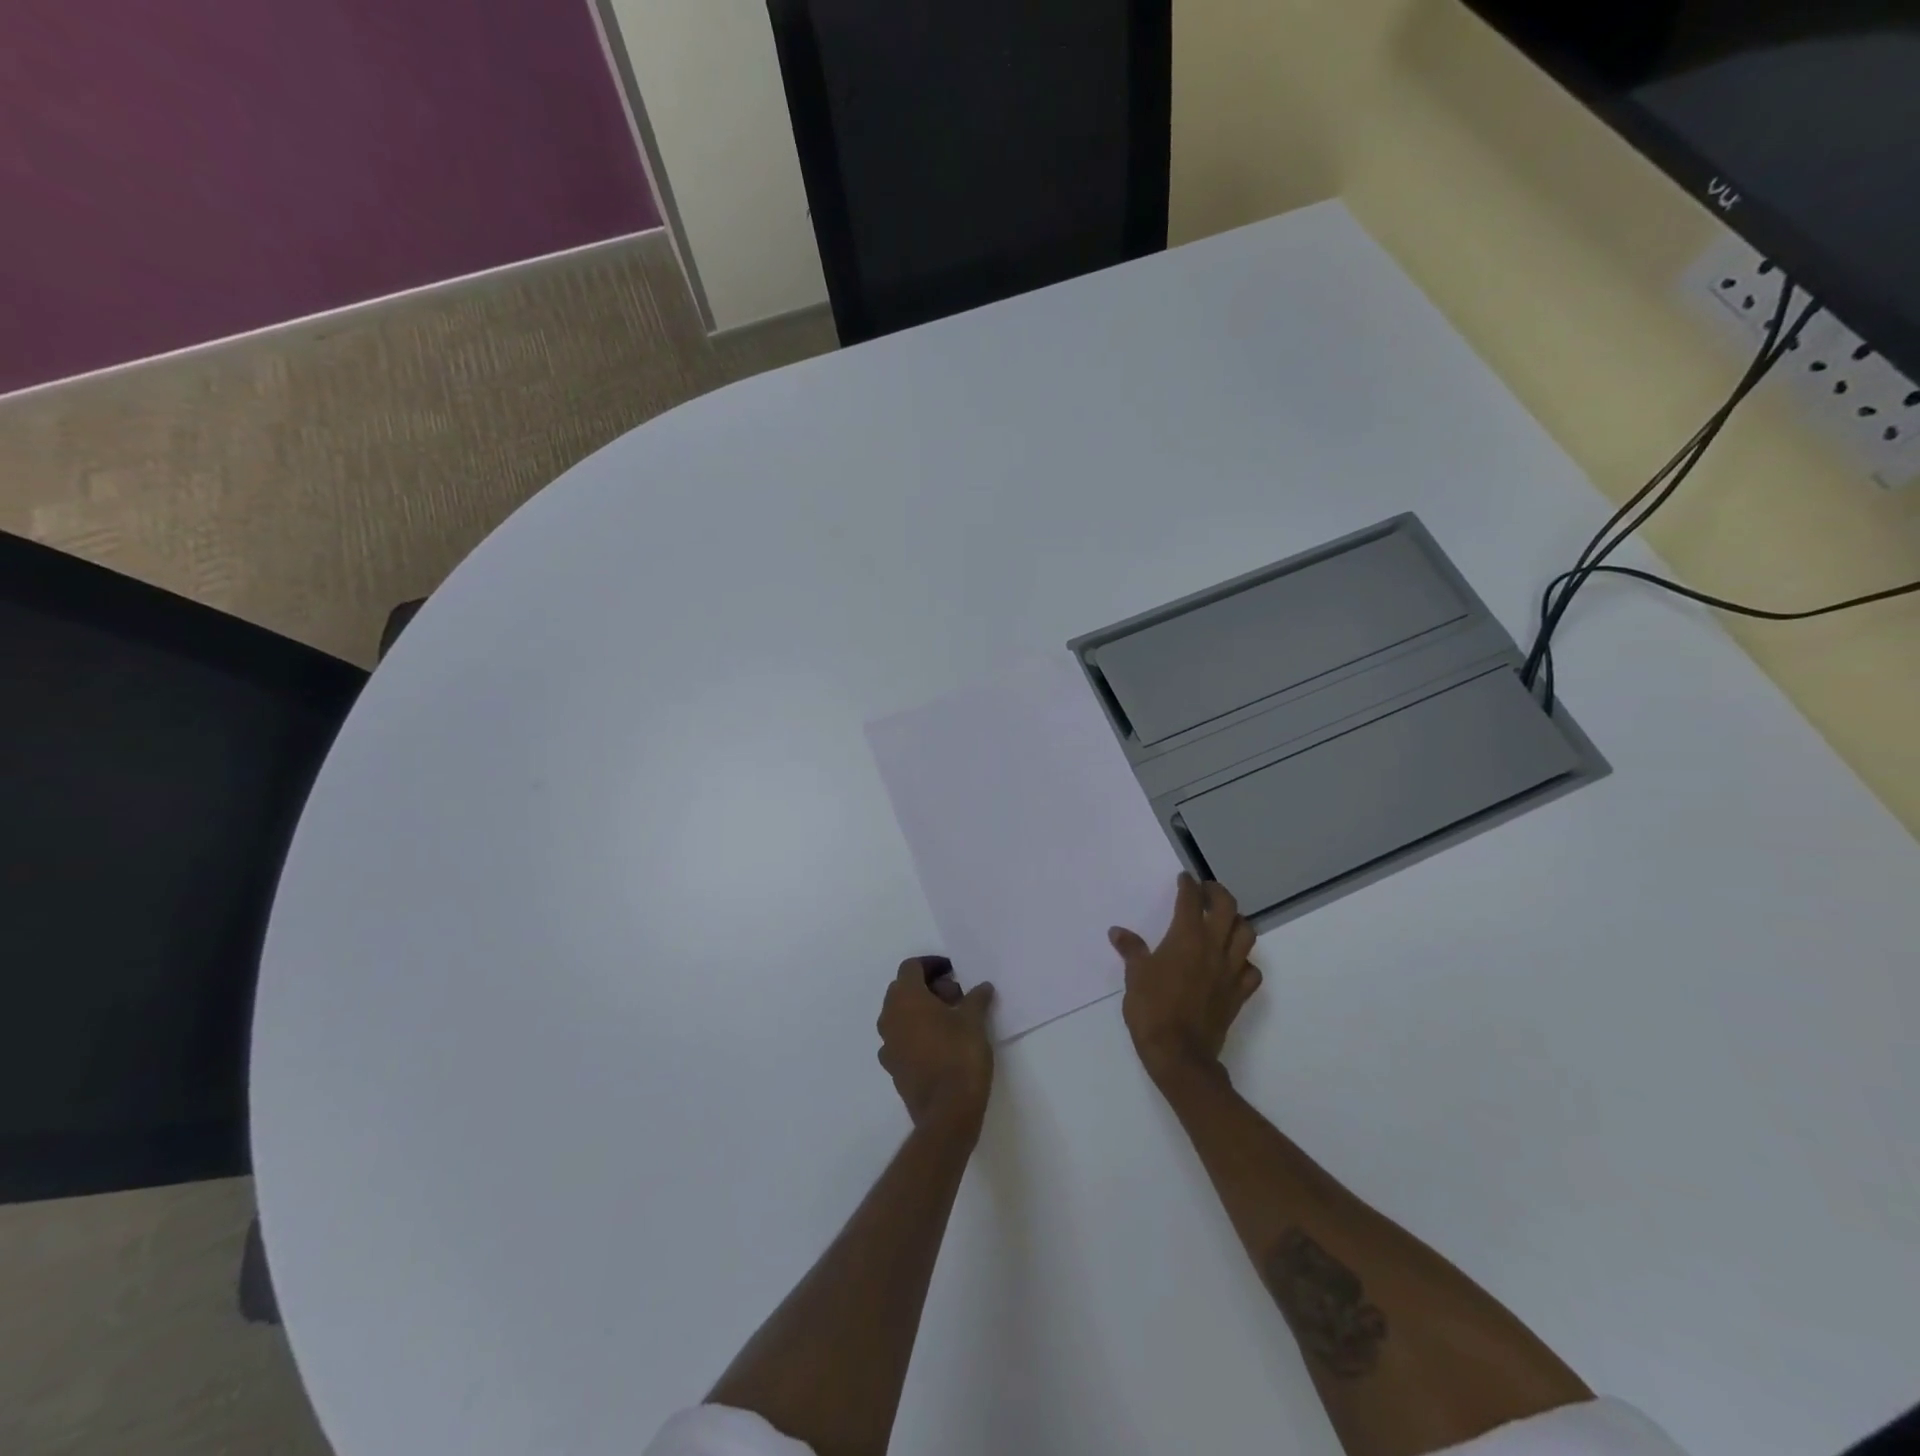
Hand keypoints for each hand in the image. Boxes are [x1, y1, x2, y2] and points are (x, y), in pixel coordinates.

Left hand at [877, 957, 995, 1138]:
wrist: (947, 1112)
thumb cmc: (960, 1056)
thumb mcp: (975, 1021)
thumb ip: (976, 998)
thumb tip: (982, 987)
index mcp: (906, 998)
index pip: (911, 967)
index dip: (932, 965)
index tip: (954, 973)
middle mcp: (890, 1017)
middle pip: (903, 989)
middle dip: (928, 987)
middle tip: (956, 996)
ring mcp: (887, 1044)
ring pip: (900, 1015)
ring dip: (921, 1010)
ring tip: (951, 1020)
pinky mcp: (893, 1068)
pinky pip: (901, 1039)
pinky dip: (917, 1033)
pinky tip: (940, 1044)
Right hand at [1110, 873, 1260, 1082]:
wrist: (1179, 1054)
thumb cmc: (1152, 1010)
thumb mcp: (1135, 976)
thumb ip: (1131, 950)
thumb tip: (1118, 932)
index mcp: (1186, 938)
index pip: (1190, 900)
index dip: (1188, 885)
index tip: (1184, 879)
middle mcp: (1213, 947)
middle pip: (1227, 908)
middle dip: (1217, 893)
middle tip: (1206, 891)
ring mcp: (1230, 970)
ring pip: (1246, 934)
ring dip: (1236, 921)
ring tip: (1223, 921)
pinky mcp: (1239, 994)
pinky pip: (1251, 969)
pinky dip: (1244, 960)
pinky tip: (1233, 962)